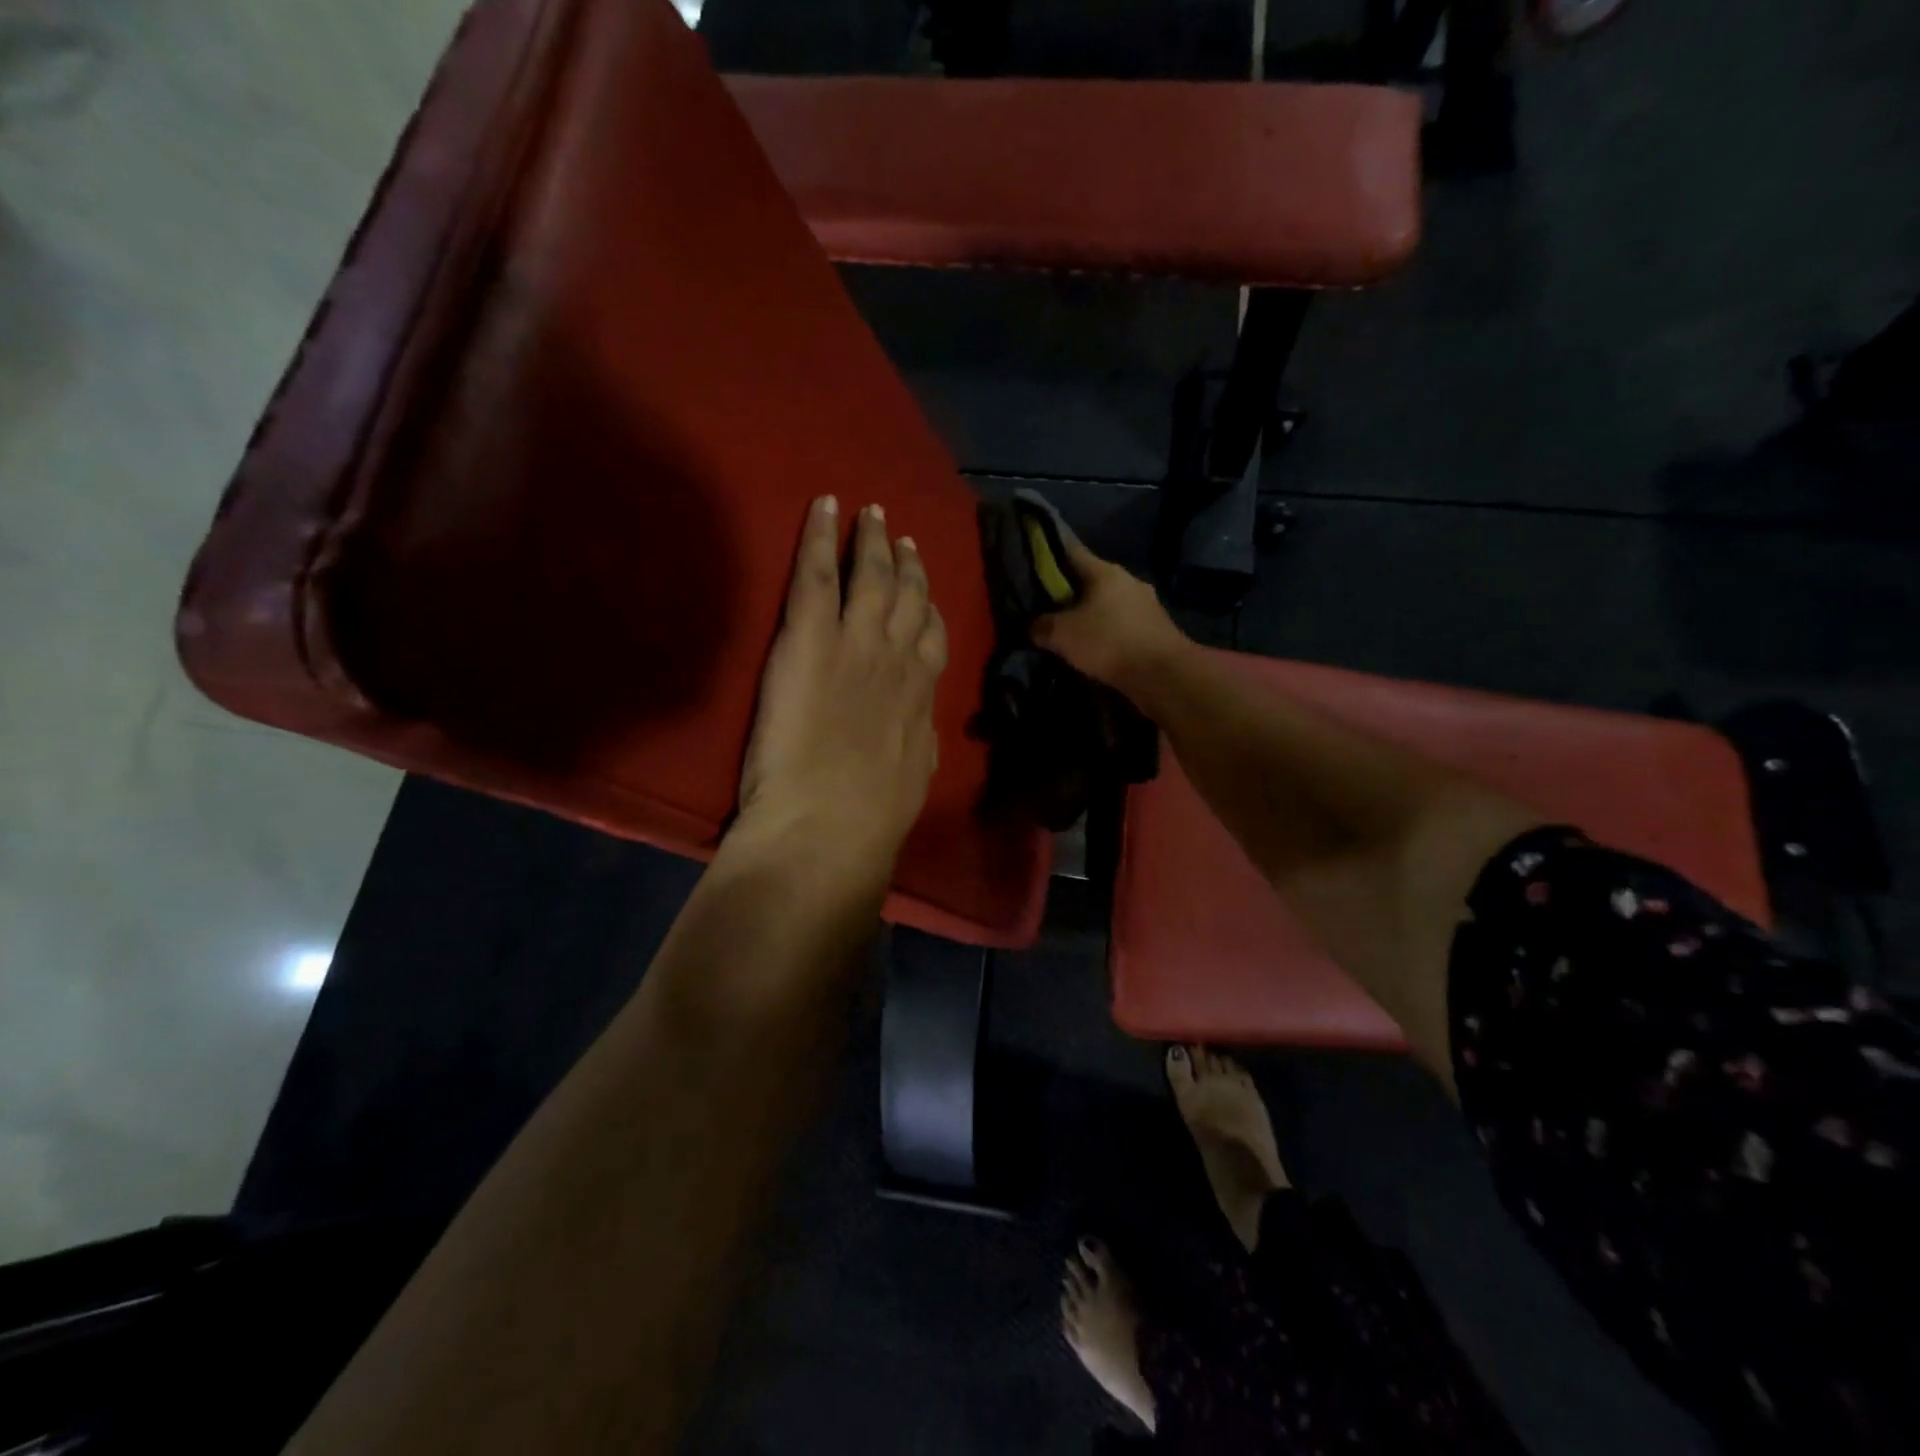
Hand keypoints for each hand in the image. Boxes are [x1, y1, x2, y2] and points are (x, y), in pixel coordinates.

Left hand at [736, 497, 947, 883]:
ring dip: (872, 541)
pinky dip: (822, 536)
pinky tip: (825, 506)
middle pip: (908, 598)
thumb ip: (919, 739)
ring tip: (871, 514)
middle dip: (907, 564)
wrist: (830, 824)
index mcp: (919, 695)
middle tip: (901, 536)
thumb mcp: (916, 775)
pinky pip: (819, 573)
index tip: (927, 597)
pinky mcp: (810, 637)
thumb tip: (922, 724)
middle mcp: (896, 658)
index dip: (931, 611)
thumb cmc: (871, 816)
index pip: (932, 639)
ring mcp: (855, 642)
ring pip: (871, 576)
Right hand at [1031, 534, 1188, 700]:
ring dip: (1090, 615)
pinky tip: (1094, 648)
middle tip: (1045, 606)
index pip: (1072, 552)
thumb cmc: (1109, 643)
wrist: (1163, 675)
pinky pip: (1121, 625)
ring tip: (1069, 631)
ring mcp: (1146, 605)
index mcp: (1106, 572)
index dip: (1049, 555)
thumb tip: (1034, 626)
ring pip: (1107, 605)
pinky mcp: (1154, 630)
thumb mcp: (1062, 635)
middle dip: (1069, 592)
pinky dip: (1107, 633)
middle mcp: (1128, 581)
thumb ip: (1041, 626)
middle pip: (1090, 581)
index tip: (1032, 562)